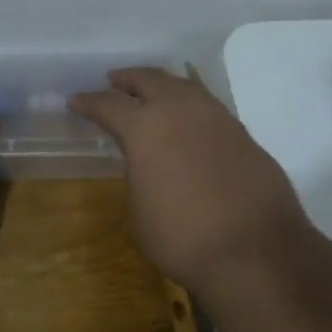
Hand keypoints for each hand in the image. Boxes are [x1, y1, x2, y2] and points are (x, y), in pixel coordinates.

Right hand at [70, 67, 315, 293]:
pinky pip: (208, 109)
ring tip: (152, 93)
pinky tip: (187, 122)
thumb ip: (139, 174)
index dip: (89, 102)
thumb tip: (149, 164)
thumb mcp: (139, 209)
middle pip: (150, 80)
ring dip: (163, 86)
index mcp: (144, 127)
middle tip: (114, 80)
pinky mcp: (244, 136)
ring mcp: (217, 119)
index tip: (76, 100)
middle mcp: (181, 111)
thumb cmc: (182, 235)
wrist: (255, 252)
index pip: (108, 105)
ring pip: (184, 87)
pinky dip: (190, 108)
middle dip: (128, 79)